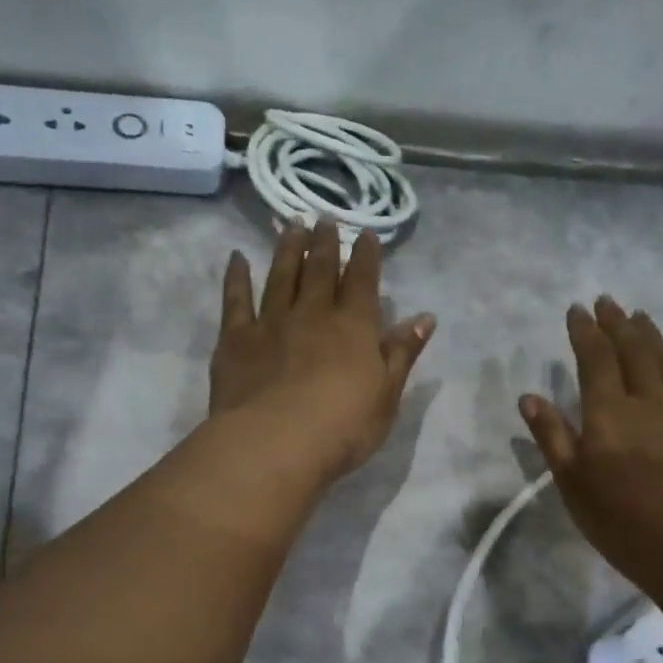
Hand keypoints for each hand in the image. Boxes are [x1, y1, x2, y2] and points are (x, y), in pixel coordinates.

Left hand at [210, 222, 434, 482]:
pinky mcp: (236, 340)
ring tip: (291, 225)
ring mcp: (271, 323)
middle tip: (325, 218)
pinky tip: (237, 259)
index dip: (366, 256)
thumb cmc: (343, 427)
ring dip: (287, 250)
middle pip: (320, 271)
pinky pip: (236, 301)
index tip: (366, 234)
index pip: (363, 282)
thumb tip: (426, 317)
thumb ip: (402, 353)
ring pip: (281, 277)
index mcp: (354, 327)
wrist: (276, 444)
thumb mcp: (386, 395)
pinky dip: (237, 278)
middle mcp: (313, 314)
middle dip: (325, 243)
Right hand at [520, 297, 662, 594]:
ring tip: (639, 316)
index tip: (577, 310)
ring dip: (651, 334)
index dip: (585, 332)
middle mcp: (649, 399)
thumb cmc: (623, 523)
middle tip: (607, 302)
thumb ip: (553, 437)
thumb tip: (529, 397)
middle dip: (617, 323)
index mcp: (608, 414)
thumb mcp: (573, 486)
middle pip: (632, 350)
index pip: (595, 359)